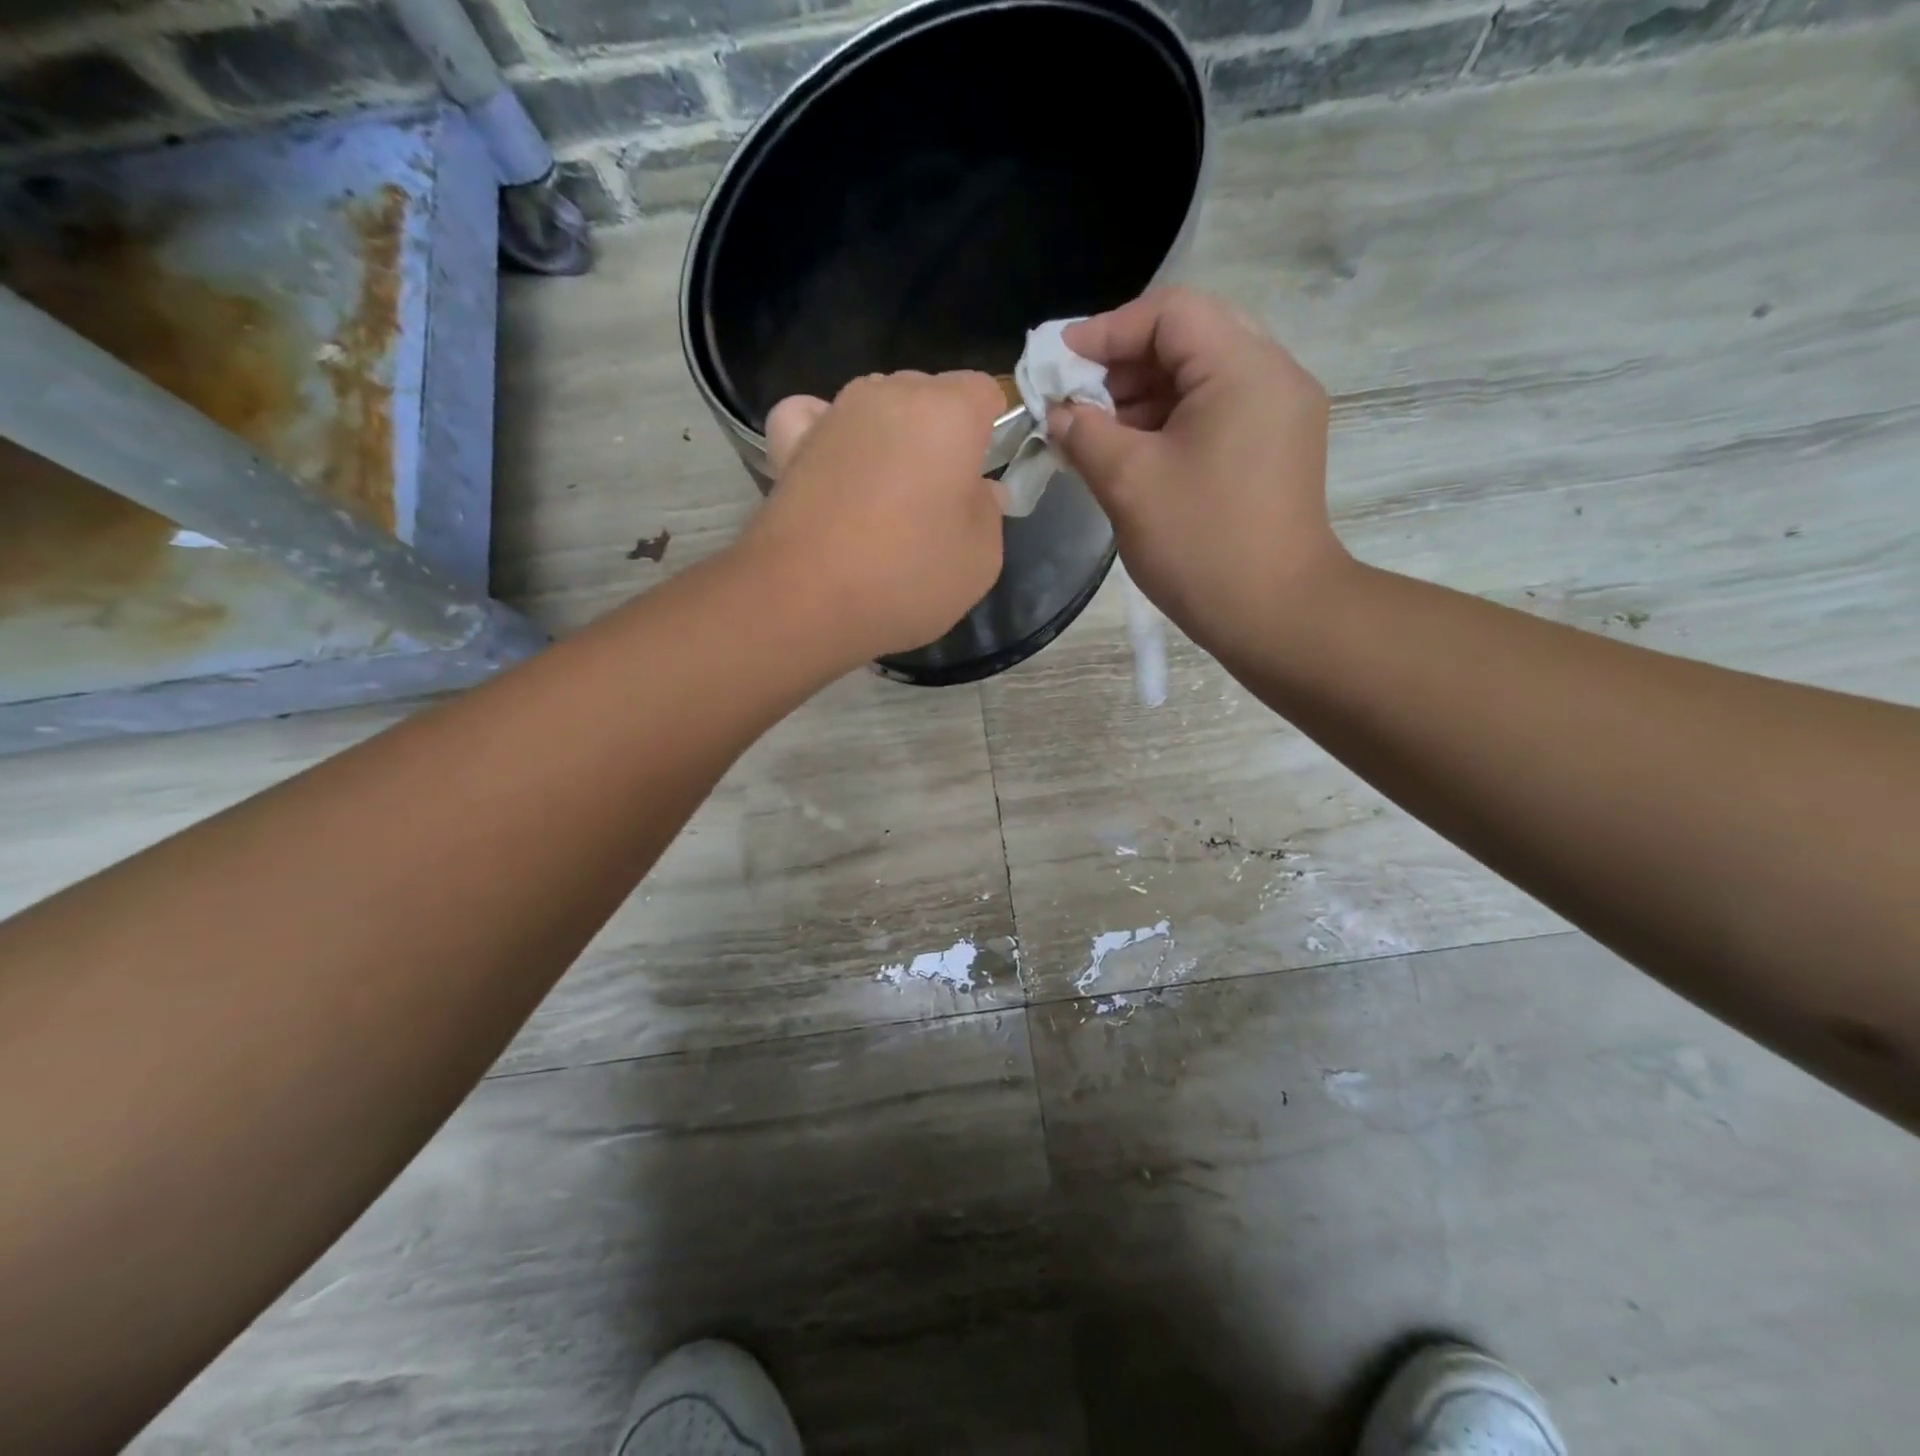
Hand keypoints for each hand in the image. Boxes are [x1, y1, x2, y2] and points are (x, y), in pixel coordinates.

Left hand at [736, 371, 1005, 661]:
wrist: (807, 600)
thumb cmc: (908, 576)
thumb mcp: (981, 558)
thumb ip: (988, 512)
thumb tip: (978, 490)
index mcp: (948, 412)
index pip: (982, 390)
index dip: (989, 429)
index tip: (983, 473)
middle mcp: (889, 396)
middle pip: (927, 395)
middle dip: (939, 433)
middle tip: (938, 496)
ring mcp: (834, 415)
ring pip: (875, 404)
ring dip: (887, 436)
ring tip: (885, 493)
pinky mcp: (790, 444)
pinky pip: (810, 415)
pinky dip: (823, 429)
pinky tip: (831, 460)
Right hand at [1052, 288, 1348, 663]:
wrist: (1275, 614)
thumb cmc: (1200, 544)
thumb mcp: (1129, 482)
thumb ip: (1084, 433)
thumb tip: (1058, 413)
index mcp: (1244, 368)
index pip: (1170, 313)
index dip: (1106, 331)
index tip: (1059, 365)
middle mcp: (1273, 375)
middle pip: (1189, 338)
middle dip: (1123, 364)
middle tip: (1076, 400)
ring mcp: (1280, 413)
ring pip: (1201, 377)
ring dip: (1143, 395)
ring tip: (1094, 431)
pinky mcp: (1275, 448)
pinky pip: (1216, 411)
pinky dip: (1169, 422)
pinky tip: (1131, 452)